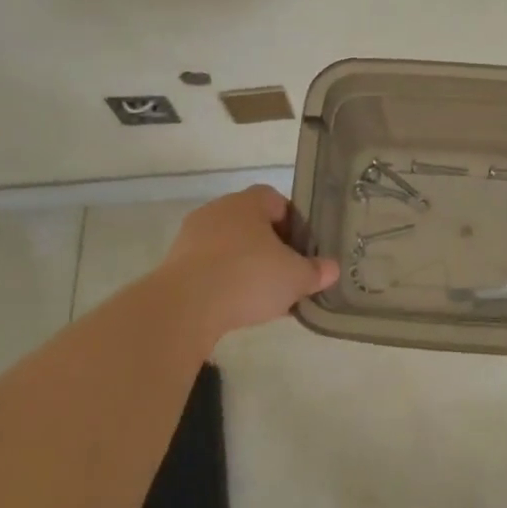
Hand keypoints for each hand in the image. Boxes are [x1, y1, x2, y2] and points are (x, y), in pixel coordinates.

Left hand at [152, 186, 338, 339]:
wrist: (185, 307)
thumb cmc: (248, 277)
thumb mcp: (295, 277)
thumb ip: (316, 271)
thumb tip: (331, 269)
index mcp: (248, 202)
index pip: (276, 200)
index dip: (293, 223)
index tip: (302, 249)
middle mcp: (218, 210)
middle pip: (252, 223)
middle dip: (270, 247)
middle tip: (286, 273)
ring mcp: (192, 237)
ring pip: (229, 246)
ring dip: (245, 265)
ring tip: (262, 296)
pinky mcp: (175, 264)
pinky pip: (208, 267)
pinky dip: (223, 281)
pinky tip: (235, 305)